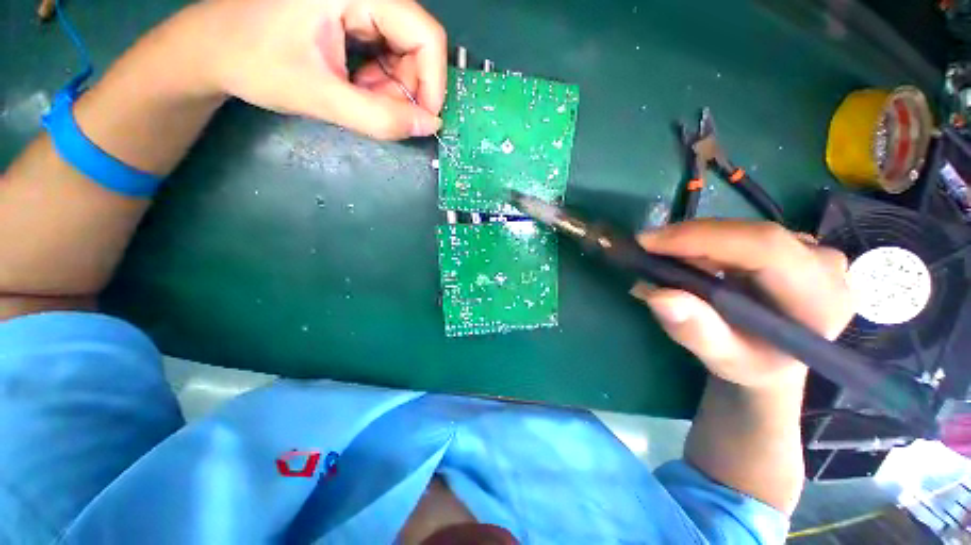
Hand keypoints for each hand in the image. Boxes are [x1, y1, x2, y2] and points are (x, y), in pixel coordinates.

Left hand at [188, 0, 446, 138]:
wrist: (212, 49)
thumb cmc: (255, 63)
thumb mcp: (320, 96)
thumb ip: (380, 118)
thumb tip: (430, 126)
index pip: (425, 35)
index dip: (433, 83)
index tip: (423, 120)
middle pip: (416, 45)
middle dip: (406, 89)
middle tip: (378, 111)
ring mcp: (359, 2)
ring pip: (405, 53)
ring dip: (392, 89)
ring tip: (358, 98)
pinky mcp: (354, 15)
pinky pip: (388, 54)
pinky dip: (380, 82)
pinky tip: (356, 87)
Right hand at [632, 220, 852, 388]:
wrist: (771, 359)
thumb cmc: (751, 365)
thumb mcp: (722, 359)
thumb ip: (697, 332)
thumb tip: (657, 295)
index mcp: (821, 299)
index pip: (765, 248)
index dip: (702, 238)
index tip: (647, 242)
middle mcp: (825, 265)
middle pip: (749, 234)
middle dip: (688, 239)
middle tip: (644, 250)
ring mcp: (810, 250)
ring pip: (739, 229)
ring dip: (691, 240)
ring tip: (658, 257)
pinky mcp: (790, 244)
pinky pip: (737, 232)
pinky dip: (701, 241)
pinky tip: (680, 257)